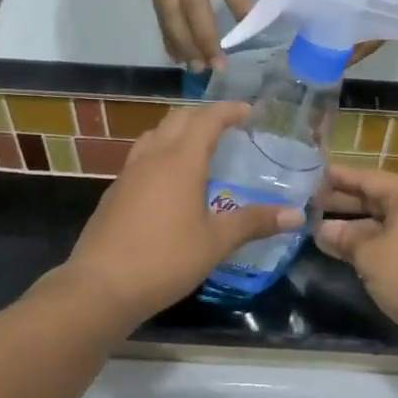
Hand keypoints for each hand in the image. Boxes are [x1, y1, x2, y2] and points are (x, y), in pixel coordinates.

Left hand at [65, 102, 301, 320]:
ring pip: (155, 134)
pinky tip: (169, 180)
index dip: (228, 110)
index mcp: (180, 160)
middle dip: (203, 115)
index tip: (248, 110)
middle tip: (227, 125)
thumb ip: (254, 223)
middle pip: (178, 119)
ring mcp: (128, 173)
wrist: (100, 286)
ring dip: (178, 130)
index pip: (207, 119)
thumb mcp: (216, 242)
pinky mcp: (114, 192)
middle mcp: (152, 157)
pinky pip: (141, 156)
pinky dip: (161, 152)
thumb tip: (297, 215)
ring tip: (198, 146)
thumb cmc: (165, 259)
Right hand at [140, 0, 259, 69]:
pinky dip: (167, 32)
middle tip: (218, 65)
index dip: (238, 4)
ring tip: (196, 67)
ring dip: (183, 42)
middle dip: (204, 36)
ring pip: (170, 10)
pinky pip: (159, 7)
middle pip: (192, 2)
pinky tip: (176, 53)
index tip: (249, 29)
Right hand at [315, 164, 397, 338]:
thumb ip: (344, 237)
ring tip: (315, 229)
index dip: (335, 177)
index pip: (365, 177)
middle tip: (305, 203)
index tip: (307, 175)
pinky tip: (342, 250)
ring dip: (351, 226)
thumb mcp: (370, 254)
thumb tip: (321, 229)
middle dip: (340, 202)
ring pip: (381, 221)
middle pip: (374, 197)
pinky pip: (390, 239)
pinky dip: (368, 242)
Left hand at [342, 0, 397, 62]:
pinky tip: (361, 18)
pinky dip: (378, 20)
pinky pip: (395, 13)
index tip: (336, 60)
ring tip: (345, 38)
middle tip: (335, 50)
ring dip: (369, 33)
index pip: (374, 37)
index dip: (355, 51)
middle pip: (383, 35)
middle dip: (360, 46)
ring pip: (389, 25)